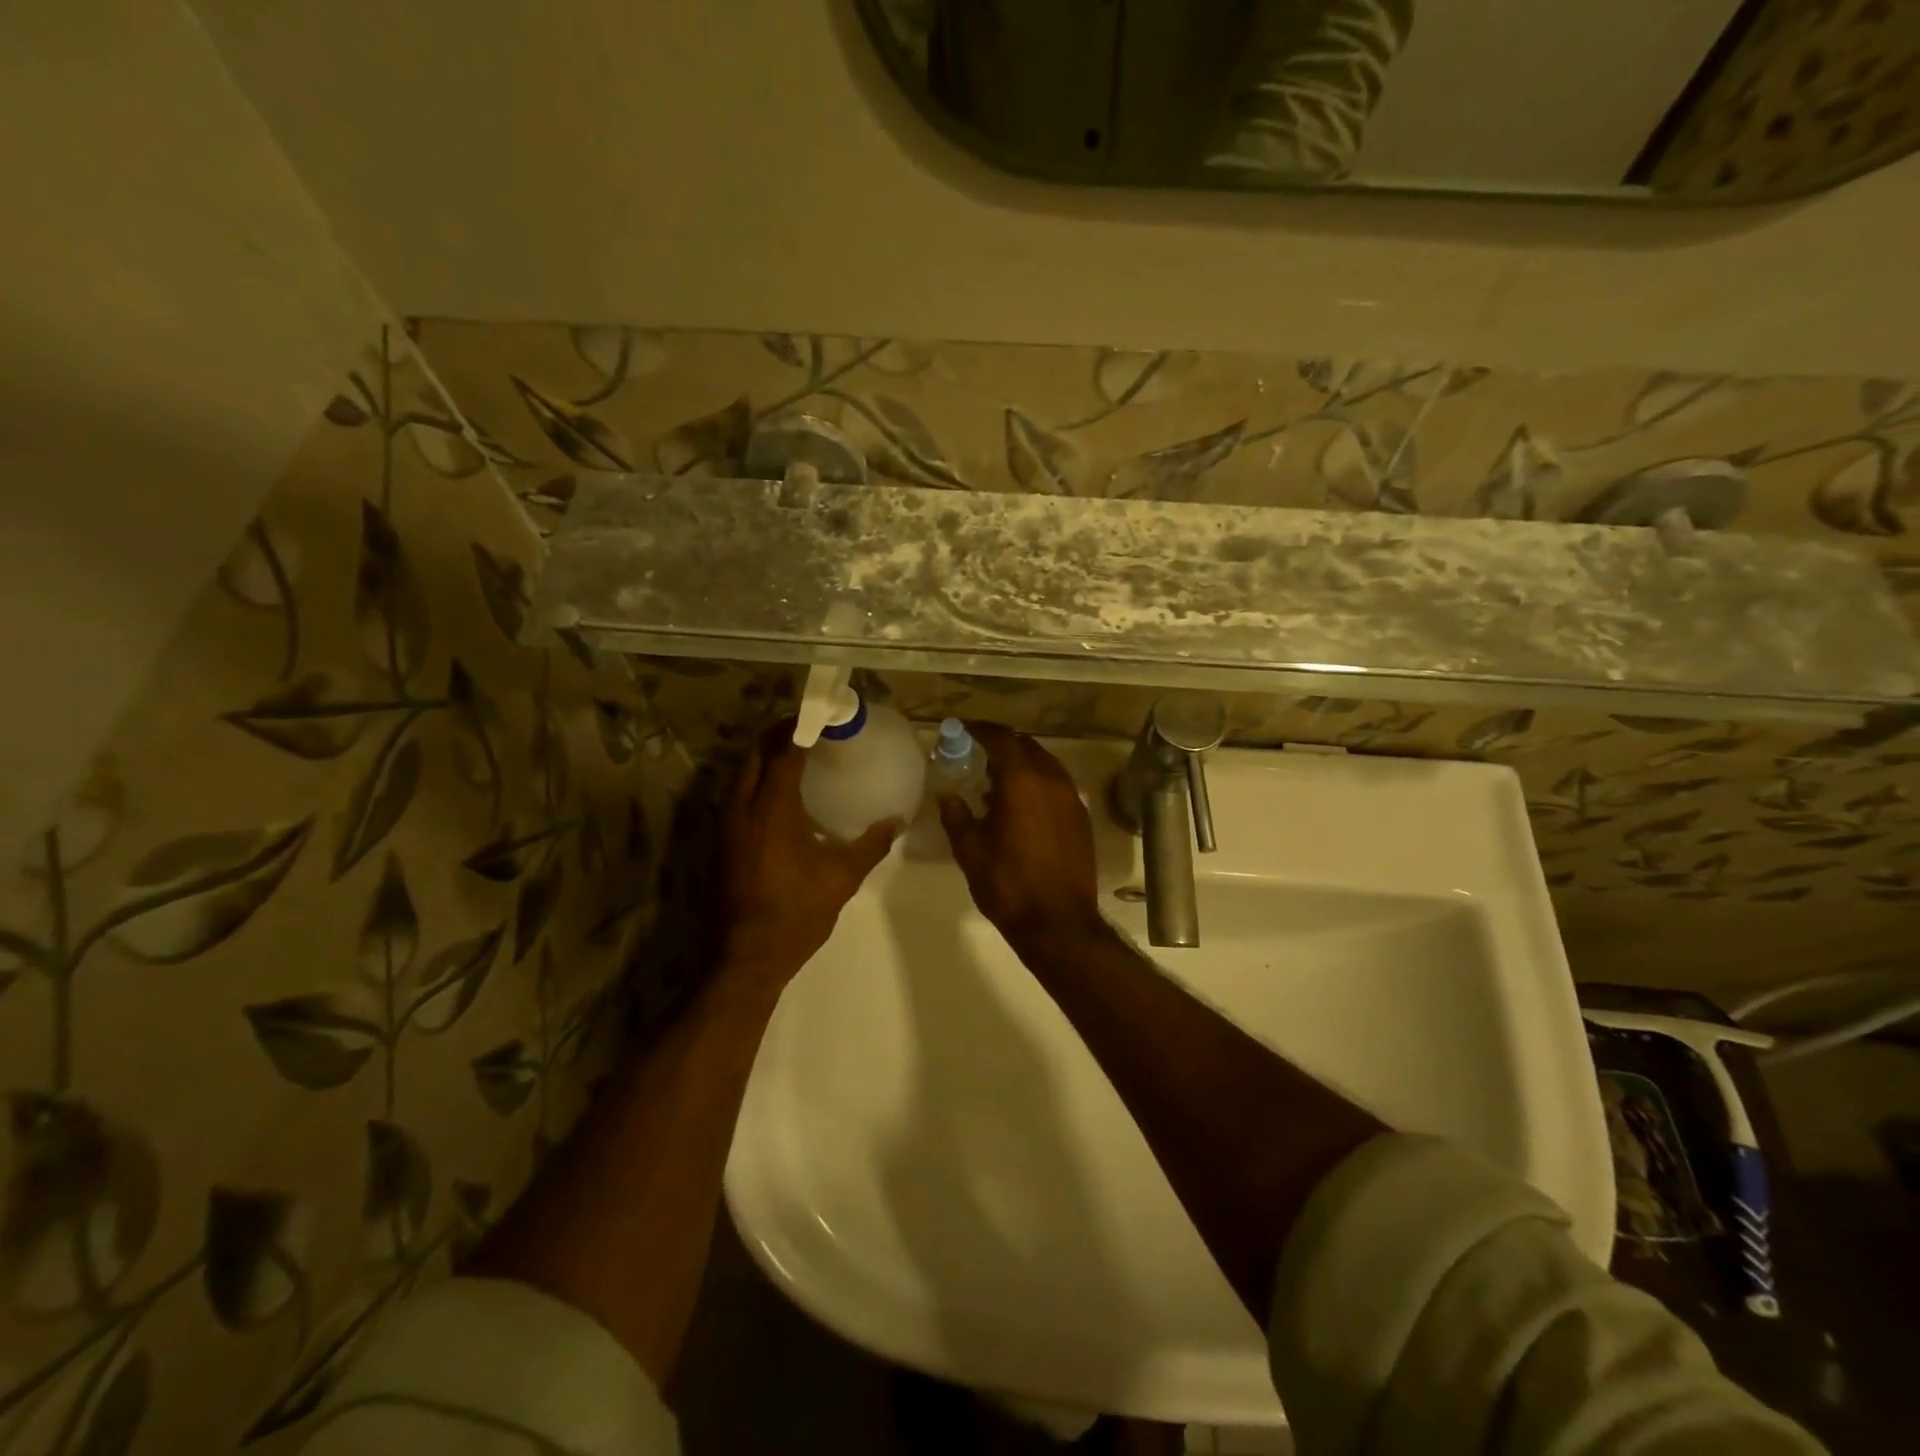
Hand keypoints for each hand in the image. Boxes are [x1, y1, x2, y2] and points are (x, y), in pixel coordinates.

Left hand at [721, 719, 898, 988]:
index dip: (799, 728)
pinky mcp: (721, 844)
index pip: (783, 752)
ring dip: (763, 758)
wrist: (745, 957)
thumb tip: (897, 821)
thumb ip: (870, 845)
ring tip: (793, 756)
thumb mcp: (841, 878)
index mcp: (772, 809)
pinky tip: (777, 799)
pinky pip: (736, 798)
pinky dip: (754, 783)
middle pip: (754, 755)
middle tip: (806, 730)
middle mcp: (742, 809)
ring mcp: (726, 827)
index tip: (818, 716)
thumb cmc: (796, 913)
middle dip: (776, 735)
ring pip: (740, 776)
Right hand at [936, 723, 1106, 951]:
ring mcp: (1072, 799)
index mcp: (1022, 781)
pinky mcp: (1082, 818)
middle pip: (1027, 746)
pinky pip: (1058, 786)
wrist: (1058, 923)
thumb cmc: (1007, 884)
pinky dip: (1038, 784)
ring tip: (997, 782)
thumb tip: (946, 792)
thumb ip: (956, 814)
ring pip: (1046, 765)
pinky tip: (1022, 806)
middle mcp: (1052, 780)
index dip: (981, 730)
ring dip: (1022, 765)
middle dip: (1003, 745)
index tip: (964, 730)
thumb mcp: (970, 849)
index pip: (1002, 738)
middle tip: (978, 754)